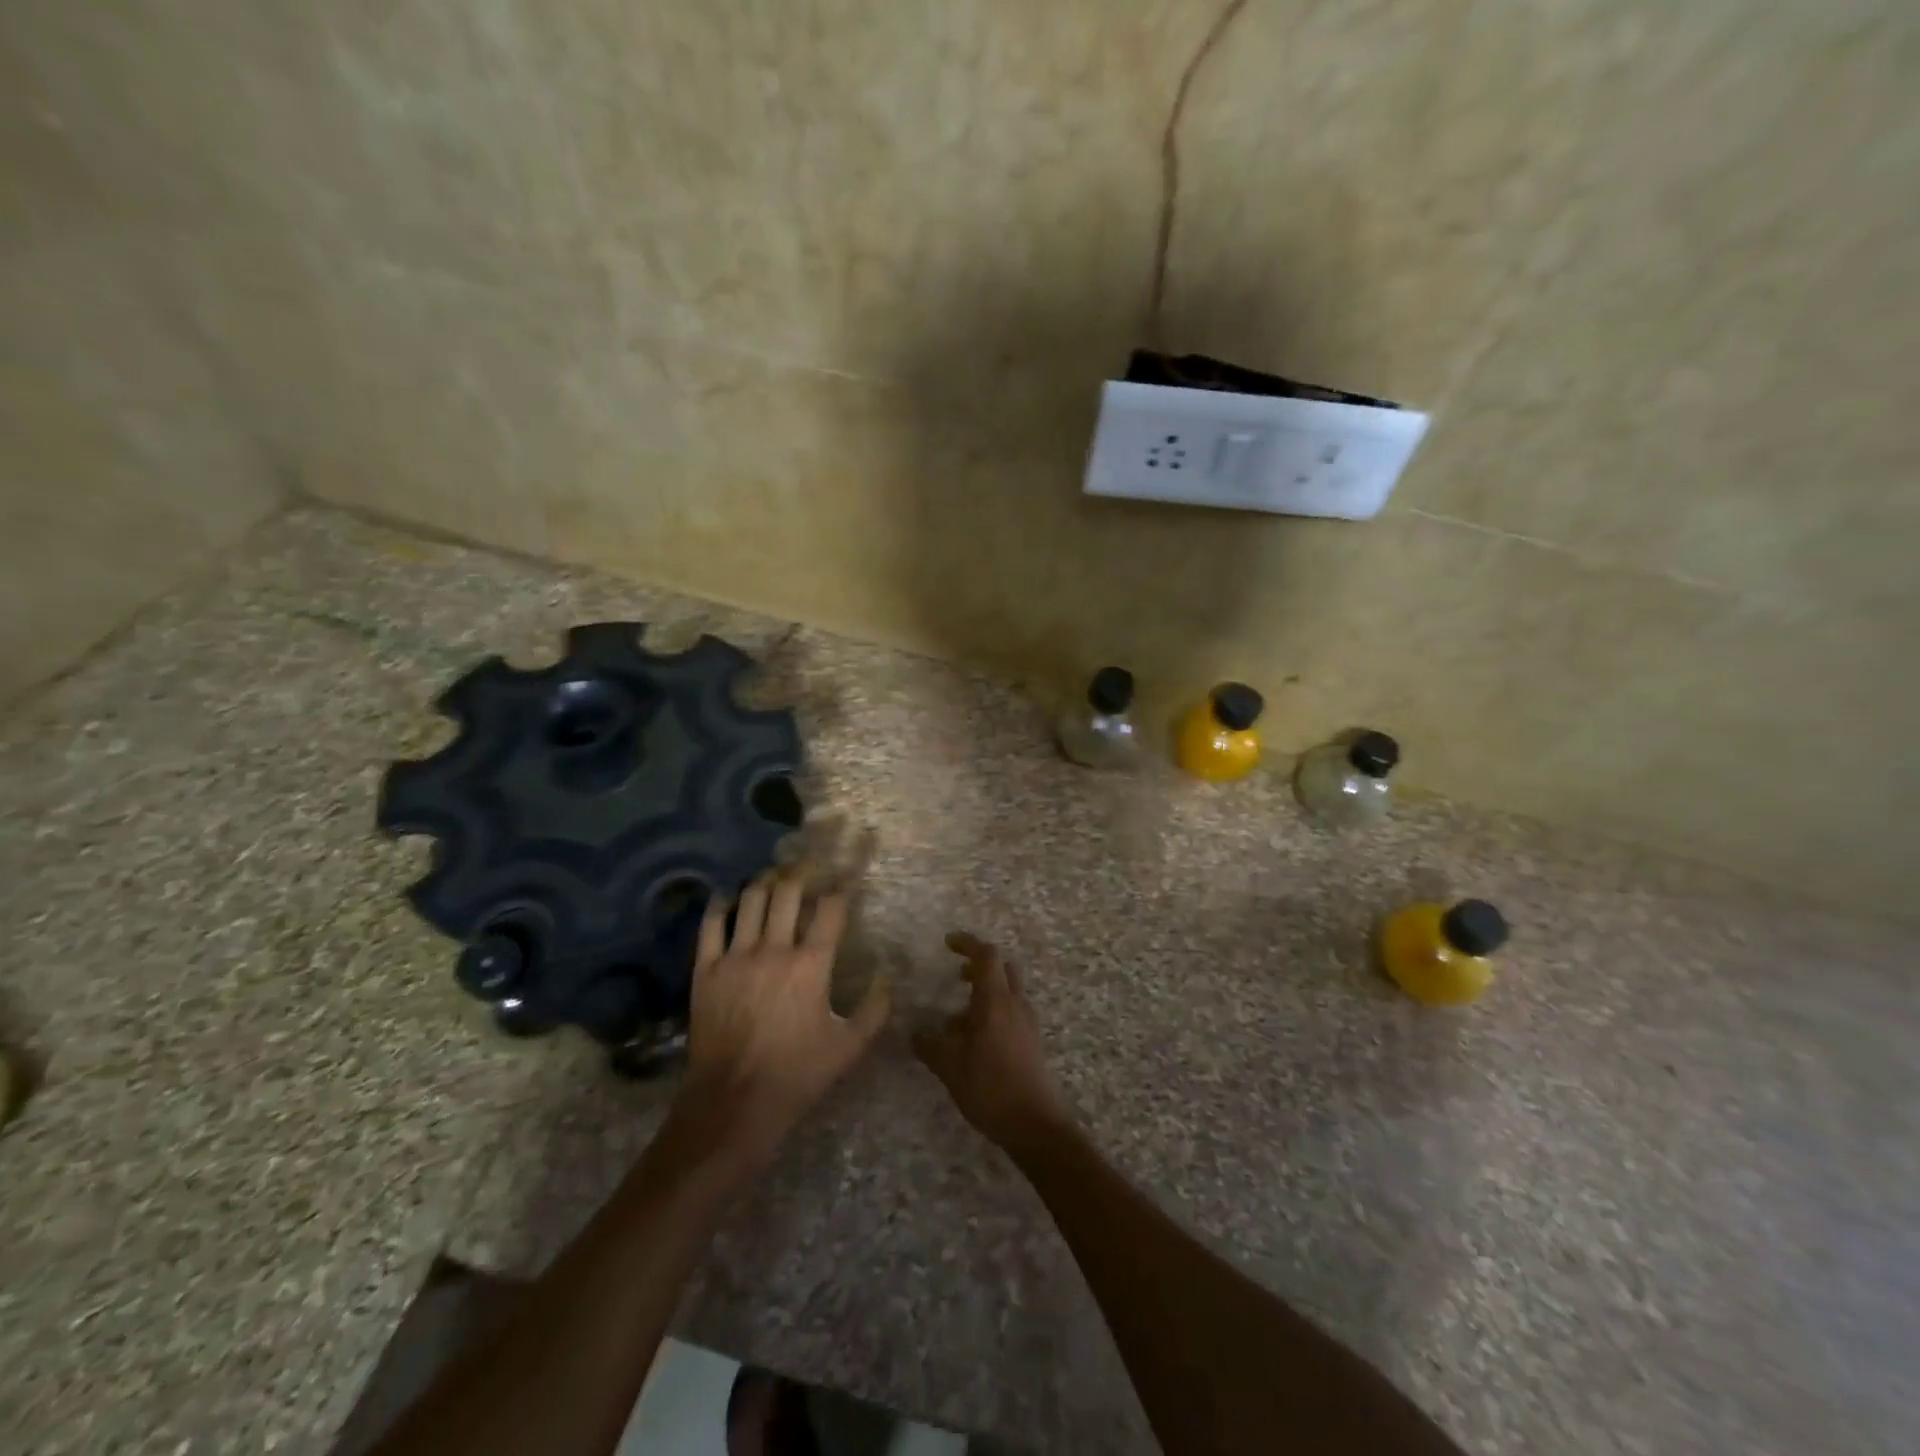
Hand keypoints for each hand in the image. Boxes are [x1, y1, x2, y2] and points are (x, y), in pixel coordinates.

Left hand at [677, 874, 889, 1156]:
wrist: (732, 1104)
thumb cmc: (796, 1075)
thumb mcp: (848, 1047)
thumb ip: (874, 1010)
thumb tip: (886, 978)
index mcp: (811, 965)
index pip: (830, 908)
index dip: (840, 888)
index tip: (844, 881)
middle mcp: (774, 949)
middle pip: (788, 892)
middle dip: (801, 874)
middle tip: (808, 868)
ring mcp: (736, 957)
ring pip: (751, 900)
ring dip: (765, 883)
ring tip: (773, 879)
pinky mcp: (706, 970)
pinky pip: (711, 924)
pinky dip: (721, 905)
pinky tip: (729, 899)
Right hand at [913, 932, 1072, 1154]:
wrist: (1034, 1124)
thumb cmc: (990, 1086)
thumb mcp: (949, 1066)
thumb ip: (930, 1045)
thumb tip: (917, 1033)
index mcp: (996, 1000)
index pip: (986, 955)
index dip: (967, 943)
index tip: (947, 942)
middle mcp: (1015, 1004)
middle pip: (1002, 969)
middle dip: (978, 966)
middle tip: (956, 975)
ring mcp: (1027, 1023)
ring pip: (1007, 992)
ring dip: (984, 993)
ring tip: (956, 1019)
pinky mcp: (1031, 1042)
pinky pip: (1011, 1013)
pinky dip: (992, 1013)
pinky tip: (973, 1041)